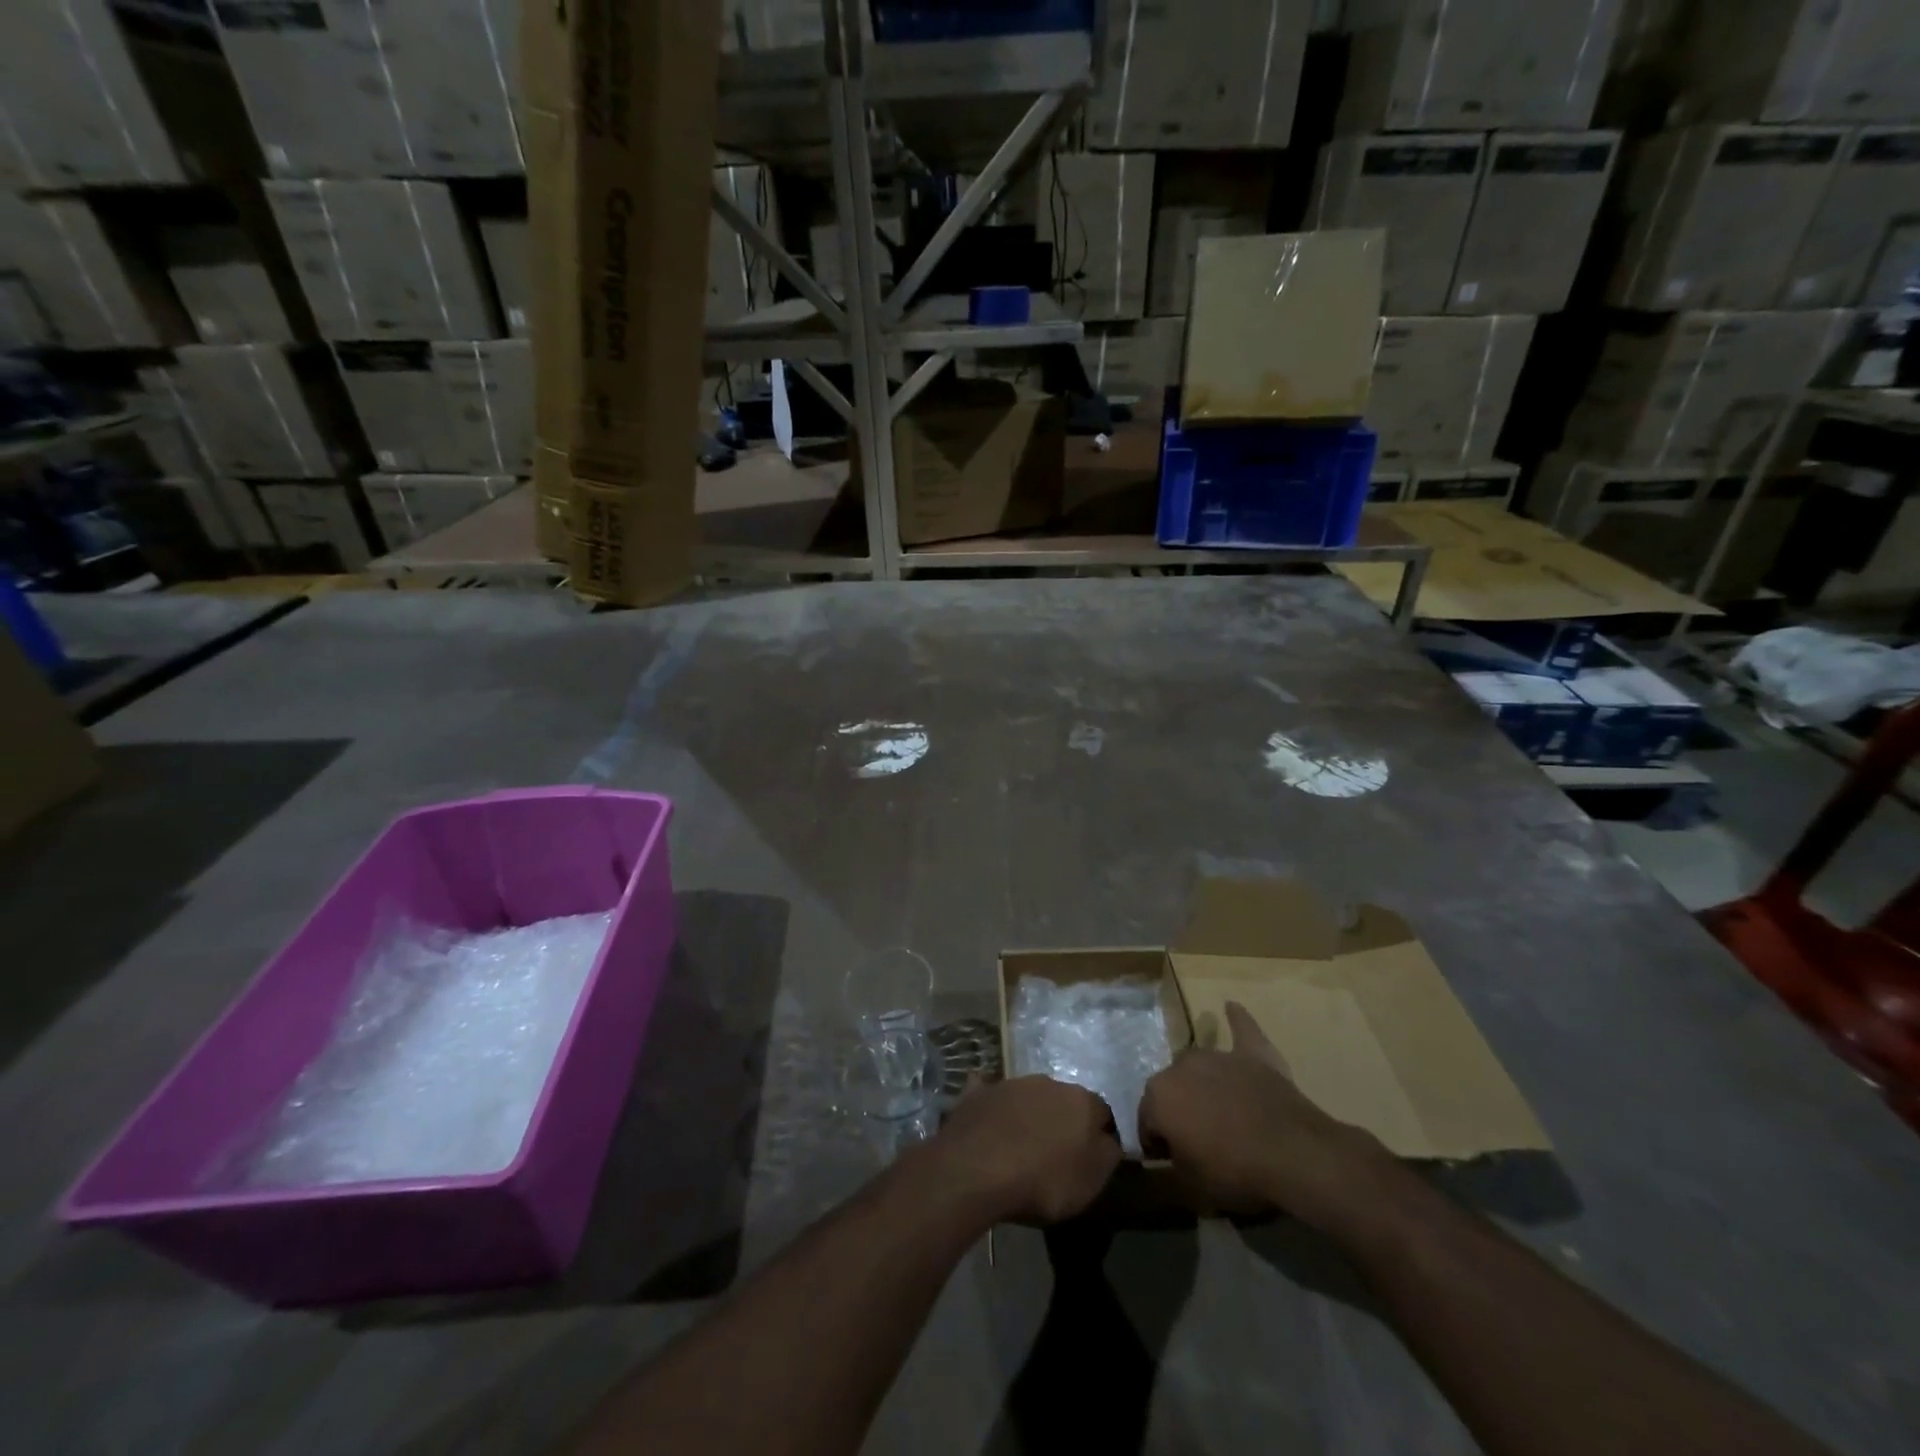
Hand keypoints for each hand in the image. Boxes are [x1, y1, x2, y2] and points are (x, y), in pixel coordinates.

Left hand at [930, 1076, 1121, 1223]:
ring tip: (1020, 1147)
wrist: (978, 1168)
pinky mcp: (978, 1093)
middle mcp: (1047, 1082)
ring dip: (1028, 1115)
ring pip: (1027, 1097)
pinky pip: (990, 1096)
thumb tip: (1108, 1140)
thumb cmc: (1044, 1179)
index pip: (1102, 1112)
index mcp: (1080, 1100)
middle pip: (1062, 1101)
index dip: (1099, 1136)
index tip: (1090, 1161)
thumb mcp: (1091, 1180)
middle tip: (1054, 1154)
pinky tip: (987, 1126)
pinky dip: (993, 1109)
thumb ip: (1108, 1155)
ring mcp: (1010, 1083)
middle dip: (1061, 1121)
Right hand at [1138, 1002, 1387, 1228]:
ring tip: (1219, 1109)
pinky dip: (1237, 1020)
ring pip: (1200, 1066)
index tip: (1172, 1161)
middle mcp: (1180, 1066)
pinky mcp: (1253, 1054)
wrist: (1292, 1154)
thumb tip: (1171, 1157)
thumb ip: (1173, 1165)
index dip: (1158, 1144)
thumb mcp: (1191, 1185)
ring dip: (1203, 1083)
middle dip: (1179, 1109)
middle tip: (1198, 1139)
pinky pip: (1242, 1031)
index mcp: (1158, 1096)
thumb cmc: (1234, 1172)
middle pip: (1171, 1089)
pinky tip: (1232, 1006)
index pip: (1147, 1122)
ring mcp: (1218, 1056)